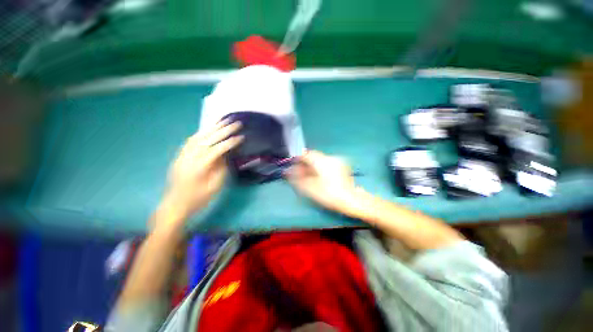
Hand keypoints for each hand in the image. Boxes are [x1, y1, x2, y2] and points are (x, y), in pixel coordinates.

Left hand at [158, 120, 242, 225]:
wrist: (175, 205)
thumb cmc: (198, 199)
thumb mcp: (214, 186)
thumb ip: (221, 168)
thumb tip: (226, 154)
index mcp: (199, 167)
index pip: (217, 149)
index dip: (230, 142)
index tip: (241, 136)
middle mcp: (189, 157)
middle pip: (208, 139)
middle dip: (223, 130)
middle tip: (235, 122)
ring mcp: (183, 155)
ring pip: (198, 136)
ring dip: (212, 127)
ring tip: (223, 120)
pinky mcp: (180, 155)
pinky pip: (191, 140)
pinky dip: (202, 132)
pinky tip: (209, 129)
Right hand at [286, 151, 361, 215]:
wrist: (351, 200)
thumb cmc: (329, 194)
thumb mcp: (310, 187)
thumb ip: (297, 177)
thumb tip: (289, 171)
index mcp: (322, 161)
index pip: (307, 154)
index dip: (298, 159)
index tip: (294, 166)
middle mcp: (330, 157)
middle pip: (314, 156)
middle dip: (306, 163)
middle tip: (300, 172)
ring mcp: (337, 161)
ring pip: (320, 160)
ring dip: (313, 165)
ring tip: (309, 175)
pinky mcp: (342, 166)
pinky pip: (327, 163)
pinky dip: (321, 167)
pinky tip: (319, 176)